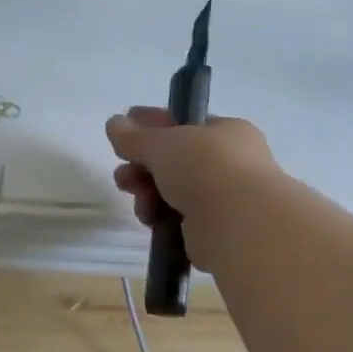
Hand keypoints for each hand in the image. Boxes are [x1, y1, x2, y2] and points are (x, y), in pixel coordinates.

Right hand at [106, 107, 278, 271]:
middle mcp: (229, 162)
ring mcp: (224, 197)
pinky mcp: (214, 230)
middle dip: (142, 167)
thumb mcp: (162, 144)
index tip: (123, 130)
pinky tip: (151, 220)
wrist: (239, 223)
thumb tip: (113, 122)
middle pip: (173, 160)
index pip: (183, 123)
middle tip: (122, 176)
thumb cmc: (205, 168)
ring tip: (139, 201)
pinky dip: (161, 217)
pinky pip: (177, 218)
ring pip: (172, 190)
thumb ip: (134, 136)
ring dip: (147, 194)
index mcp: (226, 131)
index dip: (151, 125)